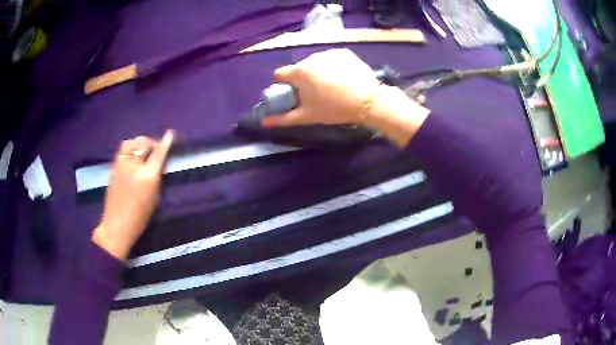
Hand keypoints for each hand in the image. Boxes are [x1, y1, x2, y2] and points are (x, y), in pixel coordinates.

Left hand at [92, 130, 174, 260]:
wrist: (116, 225)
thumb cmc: (139, 218)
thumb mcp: (154, 199)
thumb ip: (156, 178)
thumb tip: (158, 164)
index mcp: (147, 177)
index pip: (158, 153)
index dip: (165, 142)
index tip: (170, 133)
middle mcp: (134, 166)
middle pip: (144, 143)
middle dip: (152, 142)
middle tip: (155, 149)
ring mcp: (122, 164)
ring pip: (132, 142)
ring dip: (140, 142)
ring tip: (143, 150)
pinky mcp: (114, 166)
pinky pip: (123, 148)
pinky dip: (130, 146)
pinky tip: (133, 155)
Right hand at [262, 49, 429, 146]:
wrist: (368, 101)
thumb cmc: (334, 109)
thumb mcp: (307, 116)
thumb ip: (283, 118)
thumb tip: (263, 122)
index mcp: (299, 72)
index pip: (280, 74)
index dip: (284, 84)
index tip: (294, 93)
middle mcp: (310, 57)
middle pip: (299, 68)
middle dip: (303, 79)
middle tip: (317, 93)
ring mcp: (328, 53)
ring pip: (315, 62)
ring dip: (318, 72)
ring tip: (332, 86)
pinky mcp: (343, 52)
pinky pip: (331, 58)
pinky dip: (332, 66)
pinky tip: (343, 77)